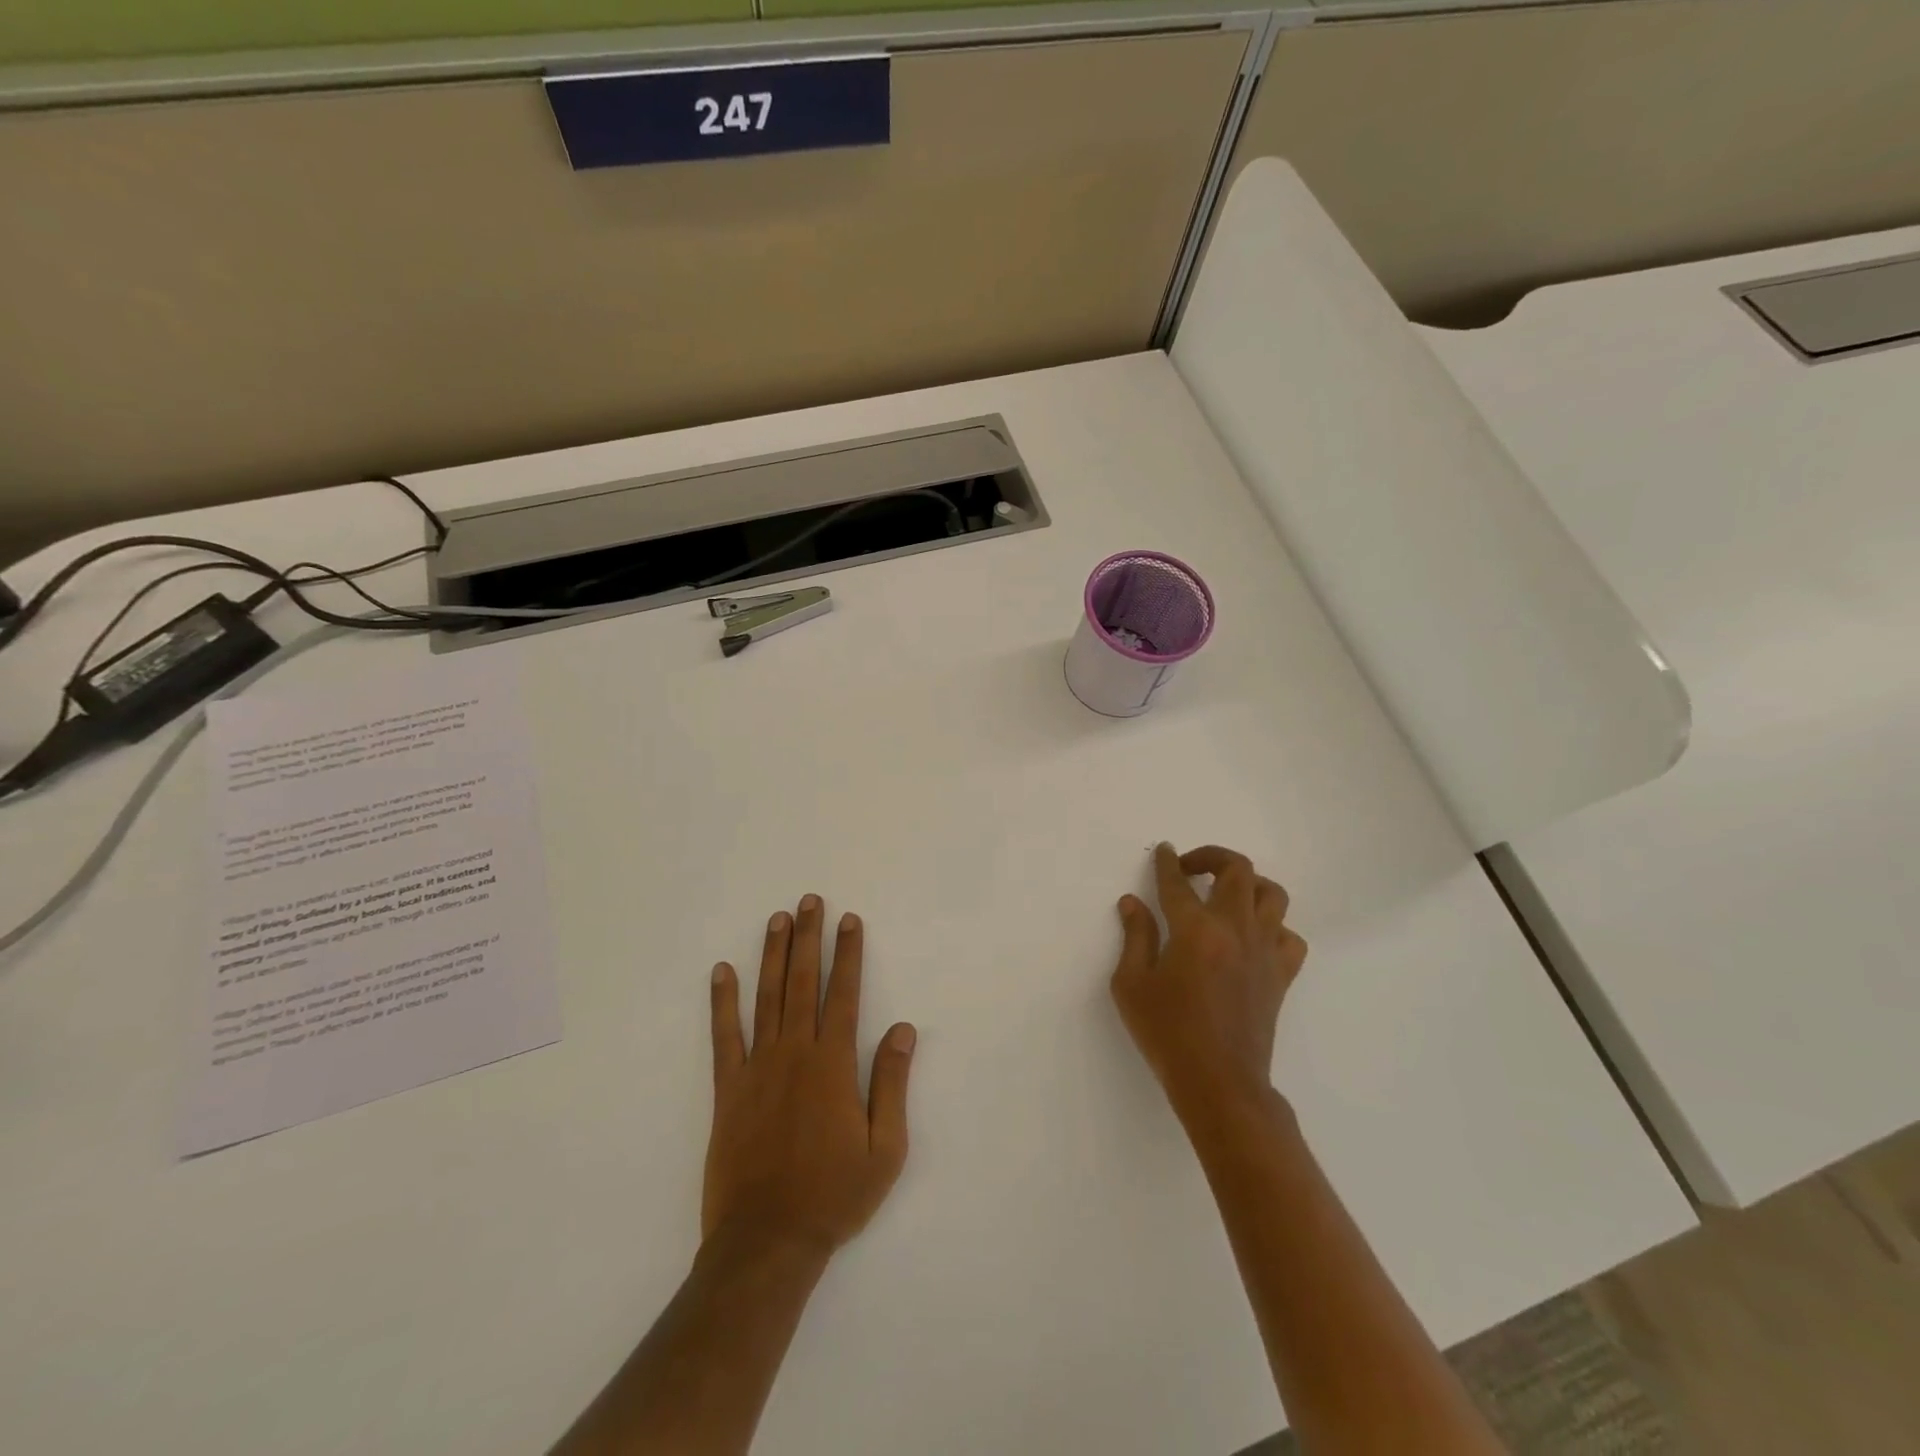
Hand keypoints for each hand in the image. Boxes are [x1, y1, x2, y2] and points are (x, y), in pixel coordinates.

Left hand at [704, 895, 916, 1256]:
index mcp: (833, 1064)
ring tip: (777, 919)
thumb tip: (903, 1029)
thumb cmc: (834, 1196)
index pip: (844, 994)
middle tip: (810, 901)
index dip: (848, 954)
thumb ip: (892, 1083)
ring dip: (772, 955)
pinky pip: (724, 1036)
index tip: (849, 921)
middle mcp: (795, 1053)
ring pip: (766, 997)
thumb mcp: (885, 1149)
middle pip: (803, 982)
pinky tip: (722, 971)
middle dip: (809, 938)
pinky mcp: (727, 1089)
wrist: (767, 1242)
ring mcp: (757, 1068)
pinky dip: (722, 1002)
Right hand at [1111, 844, 1307, 1120]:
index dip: (1167, 862)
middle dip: (1211, 857)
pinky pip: (1289, 935)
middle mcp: (1235, 929)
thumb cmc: (1167, 1033)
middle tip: (1190, 869)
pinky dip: (1273, 927)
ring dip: (1247, 884)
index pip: (1178, 882)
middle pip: (1237, 870)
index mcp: (1194, 929)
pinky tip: (1252, 937)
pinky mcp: (1281, 974)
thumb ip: (1135, 937)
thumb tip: (1132, 903)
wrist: (1220, 1083)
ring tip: (1225, 894)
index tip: (1163, 851)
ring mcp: (1264, 950)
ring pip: (1271, 894)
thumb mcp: (1132, 985)